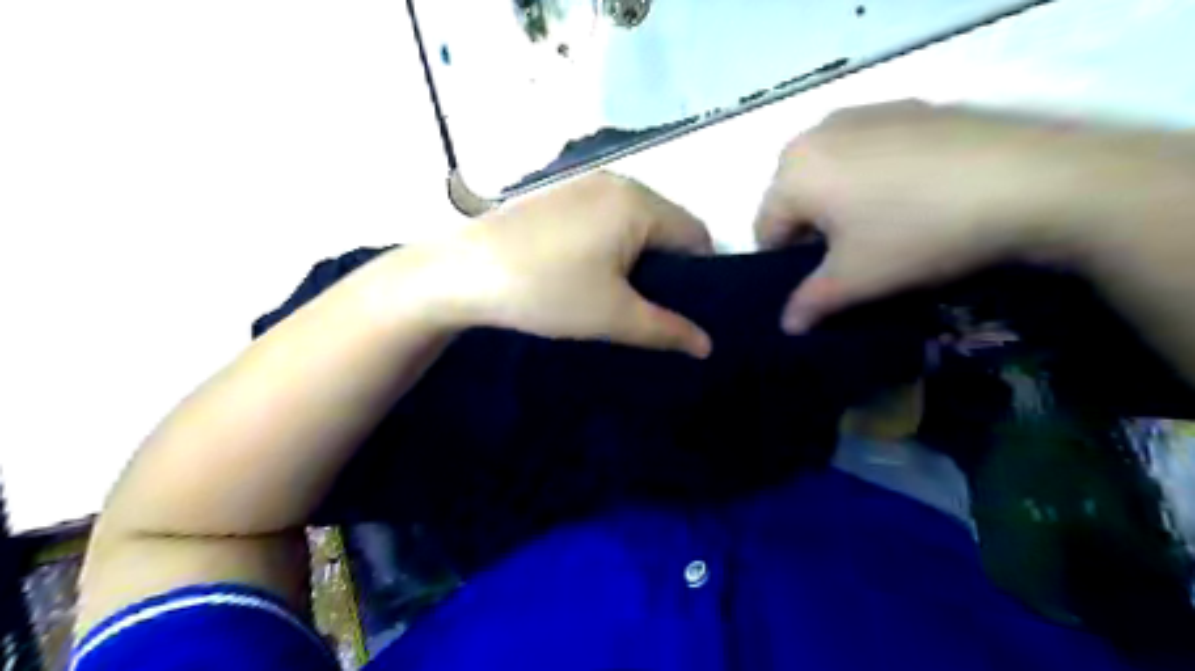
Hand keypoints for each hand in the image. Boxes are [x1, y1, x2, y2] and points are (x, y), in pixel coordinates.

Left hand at [417, 174, 711, 354]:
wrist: (461, 273)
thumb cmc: (546, 291)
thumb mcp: (613, 316)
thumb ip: (667, 329)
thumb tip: (708, 345)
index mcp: (639, 203)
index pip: (696, 235)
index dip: (701, 276)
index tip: (686, 310)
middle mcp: (618, 182)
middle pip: (667, 225)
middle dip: (669, 267)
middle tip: (652, 307)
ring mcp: (584, 185)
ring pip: (635, 222)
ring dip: (638, 256)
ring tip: (620, 294)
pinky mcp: (559, 195)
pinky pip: (606, 217)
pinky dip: (611, 243)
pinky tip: (588, 272)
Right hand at [755, 98, 1099, 332]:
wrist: (1032, 178)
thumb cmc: (917, 232)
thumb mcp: (856, 279)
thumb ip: (810, 304)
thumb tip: (788, 326)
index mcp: (793, 171)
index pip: (766, 229)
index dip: (787, 264)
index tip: (823, 280)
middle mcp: (817, 132)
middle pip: (795, 197)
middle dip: (814, 230)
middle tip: (856, 254)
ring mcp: (865, 112)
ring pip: (831, 173)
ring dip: (843, 204)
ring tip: (889, 224)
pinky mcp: (908, 106)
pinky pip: (868, 151)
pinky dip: (874, 176)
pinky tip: (917, 194)